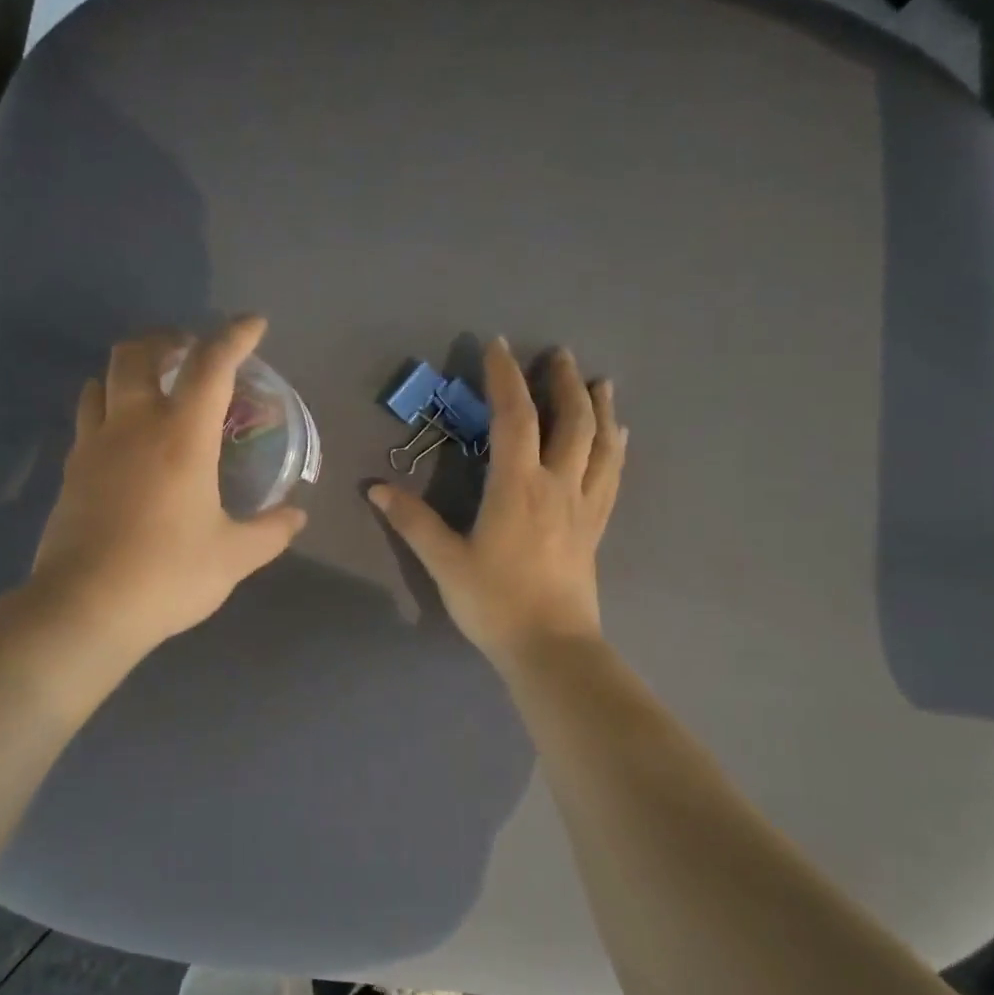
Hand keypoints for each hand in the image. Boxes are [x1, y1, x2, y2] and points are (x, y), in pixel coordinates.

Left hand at [31, 317, 308, 654]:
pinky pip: (87, 417)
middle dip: (166, 339)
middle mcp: (133, 425)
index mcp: (181, 436)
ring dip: (130, 370)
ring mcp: (94, 445)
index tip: (254, 324)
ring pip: (102, 380)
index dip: (235, 336)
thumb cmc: (169, 574)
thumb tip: (297, 516)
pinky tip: (124, 437)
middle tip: (190, 352)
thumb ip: (271, 531)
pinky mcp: (70, 471)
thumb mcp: (235, 556)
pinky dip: (108, 407)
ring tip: (154, 388)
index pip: (211, 365)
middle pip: (138, 353)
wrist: (86, 607)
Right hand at [370, 338, 626, 668]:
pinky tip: (618, 437)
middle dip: (563, 383)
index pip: (514, 418)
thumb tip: (375, 489)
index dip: (505, 379)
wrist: (550, 647)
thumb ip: (413, 522)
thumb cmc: (494, 603)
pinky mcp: (594, 527)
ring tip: (600, 382)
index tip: (499, 346)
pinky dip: (615, 449)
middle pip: (570, 421)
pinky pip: (611, 477)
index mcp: (517, 487)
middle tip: (558, 354)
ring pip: (599, 444)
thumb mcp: (445, 562)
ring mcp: (582, 506)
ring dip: (599, 408)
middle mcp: (556, 486)